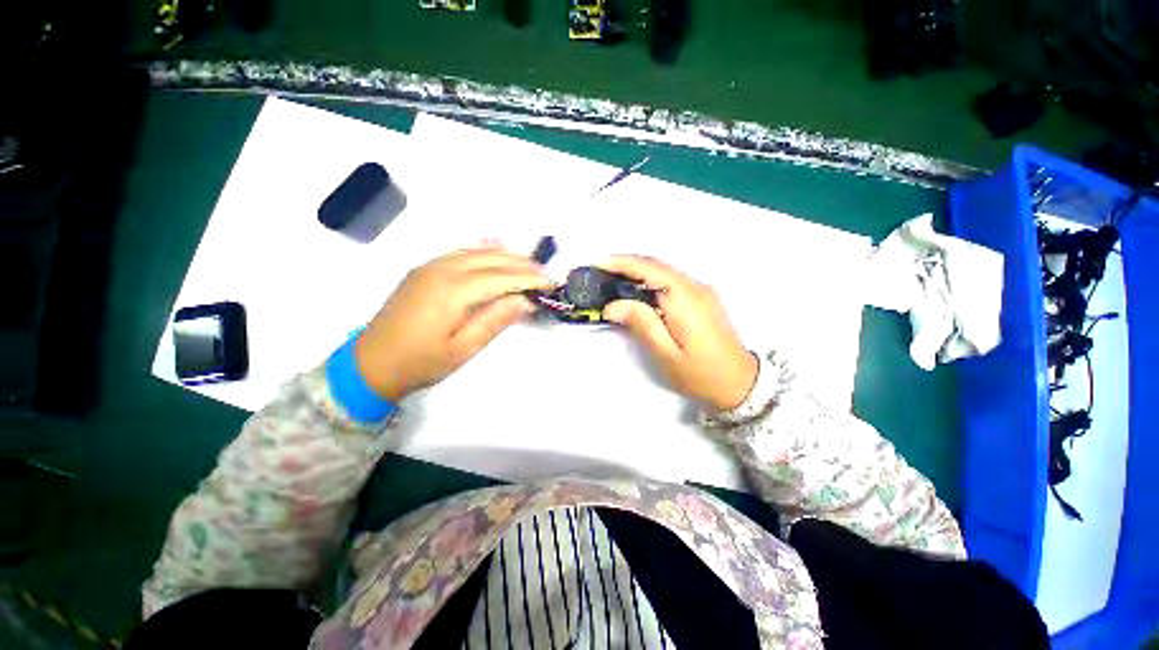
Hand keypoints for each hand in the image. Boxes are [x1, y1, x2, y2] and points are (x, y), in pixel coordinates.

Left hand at [355, 247, 551, 400]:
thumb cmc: (420, 362)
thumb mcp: (463, 348)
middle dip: (521, 264)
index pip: (501, 278)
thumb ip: (494, 320)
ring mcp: (430, 266)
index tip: (550, 282)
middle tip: (545, 273)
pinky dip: (484, 251)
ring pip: (477, 251)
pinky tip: (496, 253)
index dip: (528, 279)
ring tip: (529, 264)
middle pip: (491, 259)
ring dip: (505, 255)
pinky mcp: (424, 269)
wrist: (370, 363)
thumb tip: (524, 301)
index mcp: (452, 291)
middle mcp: (442, 269)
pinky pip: (461, 252)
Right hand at [600, 255, 757, 411]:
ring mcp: (701, 291)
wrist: (740, 383)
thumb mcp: (666, 353)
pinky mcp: (702, 298)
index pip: (650, 270)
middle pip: (657, 265)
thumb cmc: (700, 373)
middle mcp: (695, 288)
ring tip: (612, 279)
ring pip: (664, 271)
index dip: (622, 263)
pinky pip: (671, 280)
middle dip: (626, 264)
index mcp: (685, 300)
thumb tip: (613, 305)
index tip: (598, 263)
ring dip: (638, 271)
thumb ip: (641, 324)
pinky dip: (650, 280)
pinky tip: (637, 291)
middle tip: (600, 272)